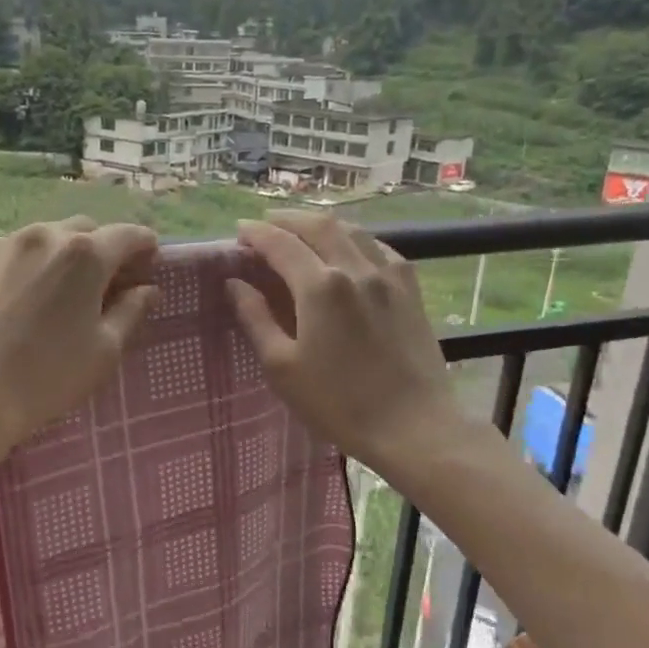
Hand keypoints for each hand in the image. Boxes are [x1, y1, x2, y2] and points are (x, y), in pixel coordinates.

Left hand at [0, 217, 158, 472]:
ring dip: (53, 254)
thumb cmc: (45, 379)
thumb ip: (130, 312)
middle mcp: (43, 236)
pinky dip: (12, 260)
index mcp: (86, 255)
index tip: (147, 262)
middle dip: (98, 250)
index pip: (127, 235)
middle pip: (83, 230)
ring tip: (47, 289)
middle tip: (98, 283)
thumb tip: (148, 289)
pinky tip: (5, 290)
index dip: (143, 247)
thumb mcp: (102, 352)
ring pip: (38, 236)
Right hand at [227, 211, 462, 476]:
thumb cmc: (339, 403)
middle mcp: (355, 269)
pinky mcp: (410, 291)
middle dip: (288, 219)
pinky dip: (355, 239)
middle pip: (318, 226)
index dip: (256, 233)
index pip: (280, 244)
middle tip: (266, 224)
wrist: (413, 427)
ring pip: (352, 231)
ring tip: (302, 231)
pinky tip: (349, 250)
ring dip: (321, 224)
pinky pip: (380, 248)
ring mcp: (389, 276)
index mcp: (320, 287)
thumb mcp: (282, 367)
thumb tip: (235, 284)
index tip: (239, 230)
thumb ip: (256, 319)